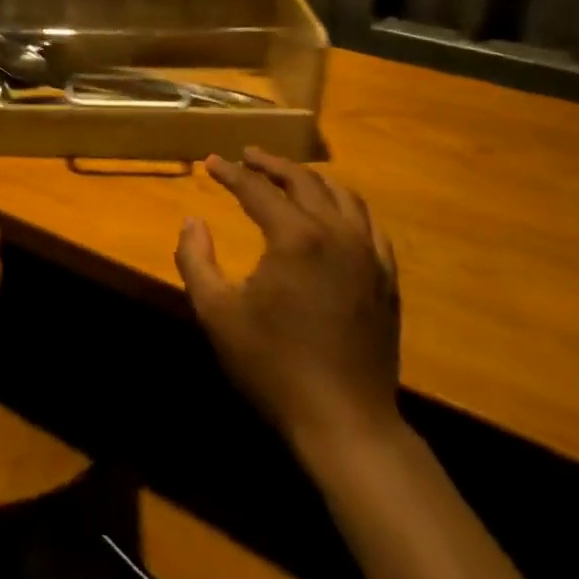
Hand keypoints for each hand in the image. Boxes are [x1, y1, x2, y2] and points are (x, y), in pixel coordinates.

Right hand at [176, 146, 401, 455]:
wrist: (345, 421)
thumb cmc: (273, 365)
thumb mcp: (216, 312)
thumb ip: (195, 259)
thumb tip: (192, 220)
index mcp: (296, 237)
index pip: (257, 189)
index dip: (231, 172)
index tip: (211, 162)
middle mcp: (337, 234)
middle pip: (305, 181)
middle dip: (272, 164)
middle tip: (248, 156)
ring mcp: (369, 256)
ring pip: (344, 196)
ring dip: (312, 180)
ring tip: (289, 176)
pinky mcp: (386, 279)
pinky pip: (369, 226)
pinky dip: (346, 208)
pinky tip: (335, 215)